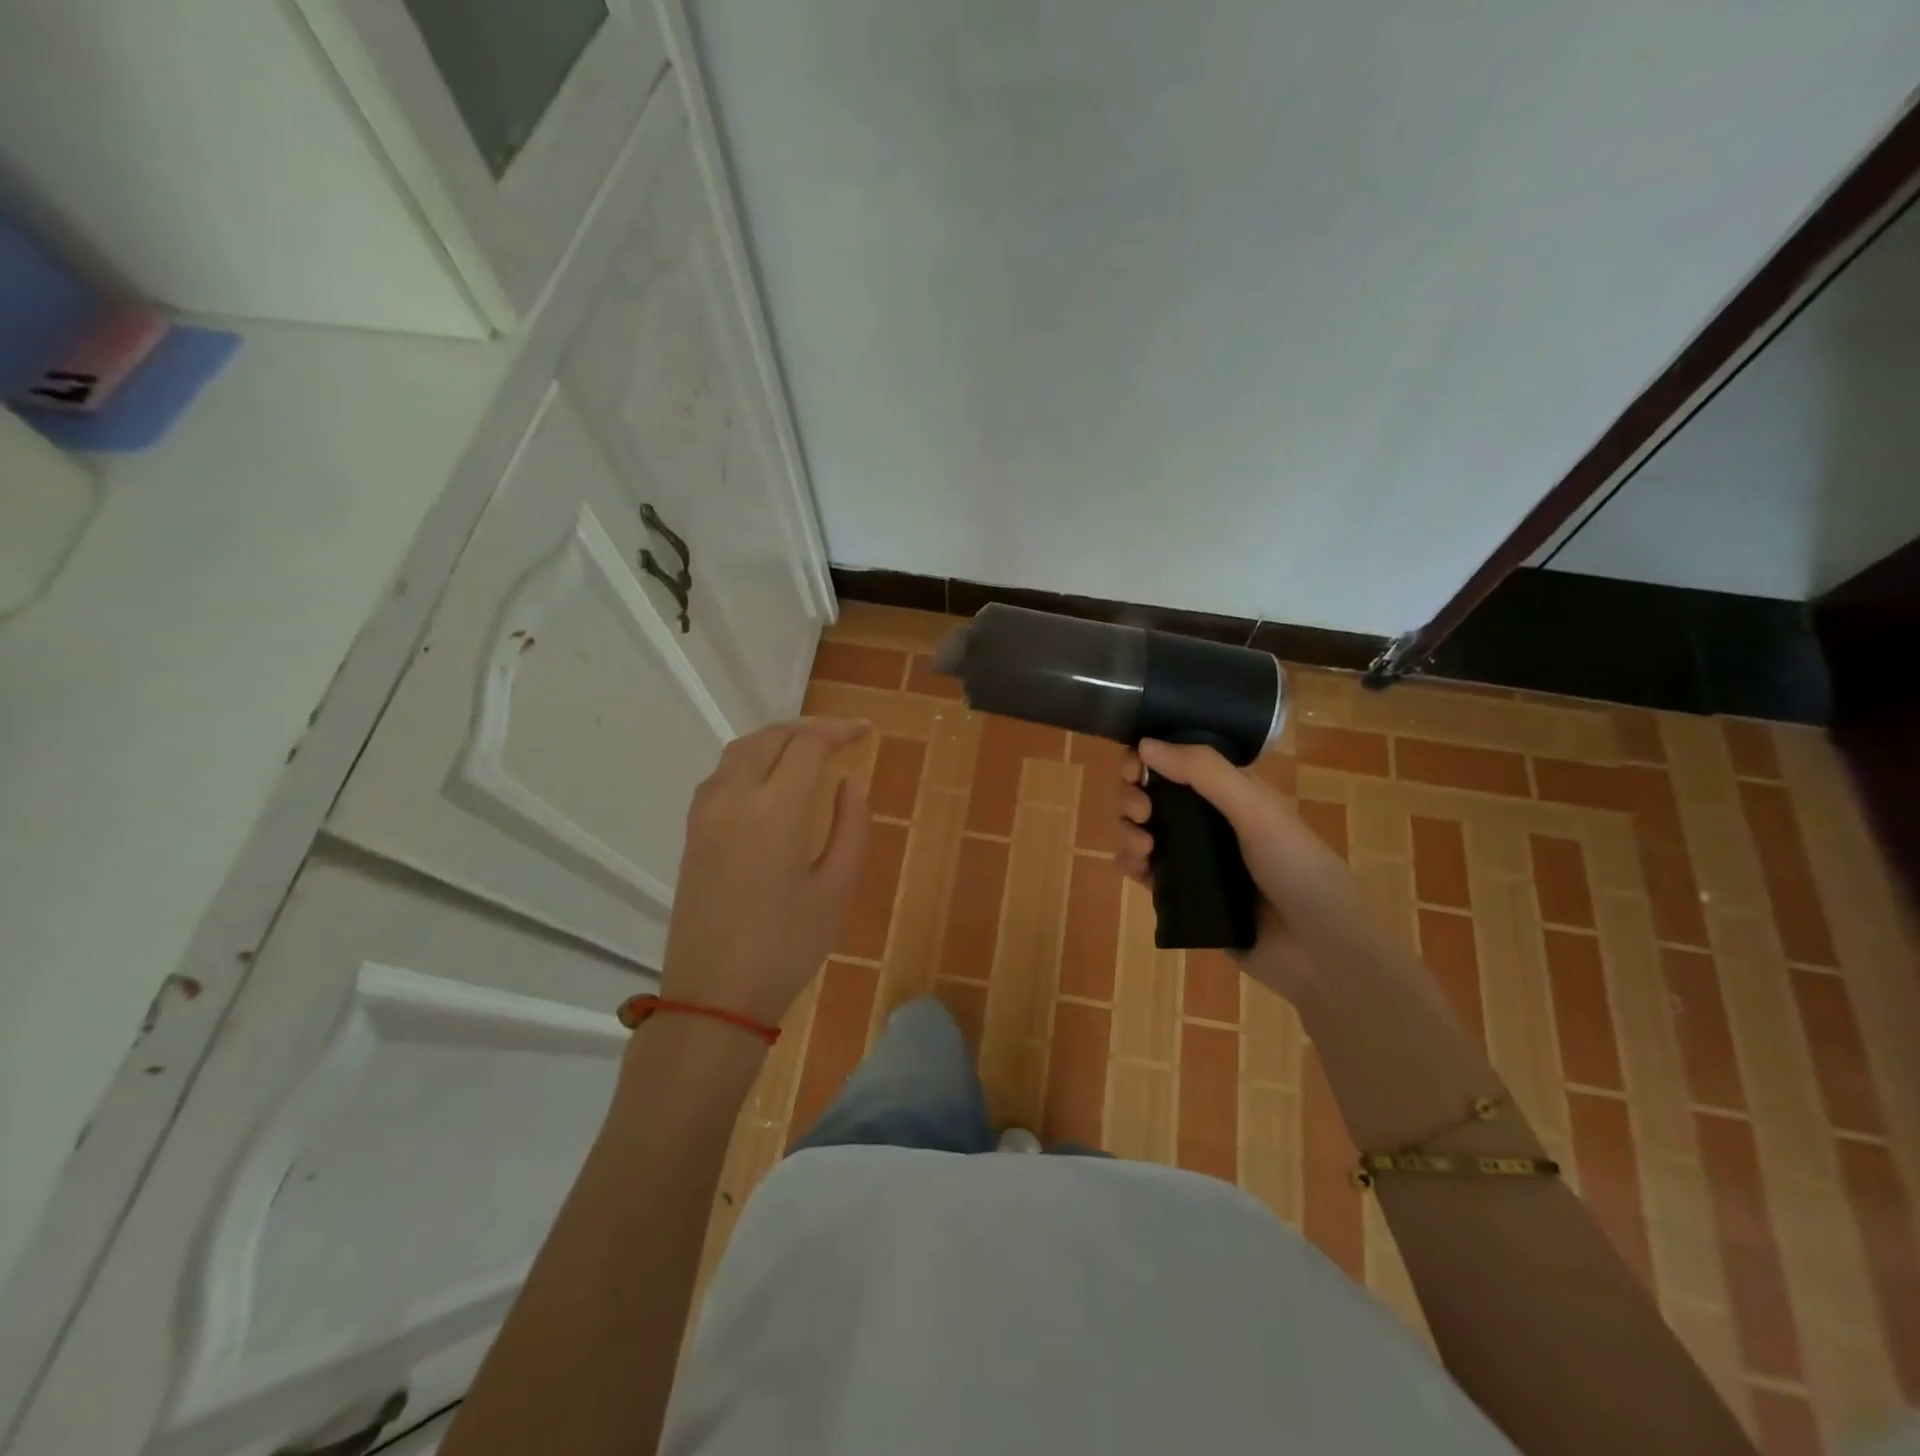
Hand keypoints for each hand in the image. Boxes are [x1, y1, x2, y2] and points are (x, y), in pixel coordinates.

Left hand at [657, 717, 871, 1028]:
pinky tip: (771, 778)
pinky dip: (752, 759)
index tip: (867, 731)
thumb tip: (851, 782)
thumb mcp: (836, 890)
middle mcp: (734, 798)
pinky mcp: (693, 832)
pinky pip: (722, 774)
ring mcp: (706, 814)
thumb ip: (851, 827)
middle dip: (809, 728)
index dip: (840, 730)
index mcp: (775, 810)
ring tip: (810, 748)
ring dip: (777, 739)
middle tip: (843, 735)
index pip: (808, 745)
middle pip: (771, 738)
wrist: (714, 996)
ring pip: (741, 751)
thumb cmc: (787, 948)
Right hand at [1116, 739, 1376, 999]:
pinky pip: (1145, 872)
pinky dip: (1131, 864)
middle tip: (1141, 811)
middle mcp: (1209, 821)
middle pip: (1152, 795)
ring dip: (1128, 830)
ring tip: (1143, 847)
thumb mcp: (1256, 811)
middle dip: (1134, 796)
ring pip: (1143, 831)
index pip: (1178, 762)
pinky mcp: (1184, 896)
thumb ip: (1204, 773)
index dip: (1148, 759)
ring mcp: (1195, 859)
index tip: (1132, 769)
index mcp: (1231, 793)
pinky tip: (1139, 868)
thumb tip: (1144, 744)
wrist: (1322, 952)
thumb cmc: (1297, 869)